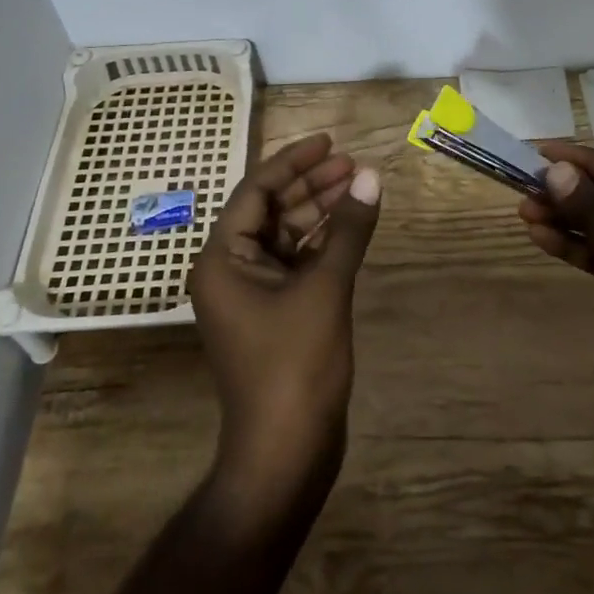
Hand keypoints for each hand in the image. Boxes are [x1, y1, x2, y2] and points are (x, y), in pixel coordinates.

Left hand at [189, 133, 382, 516]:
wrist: (286, 451)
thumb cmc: (295, 365)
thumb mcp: (325, 288)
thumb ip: (347, 229)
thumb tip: (371, 176)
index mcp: (223, 258)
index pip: (256, 190)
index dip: (294, 162)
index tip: (329, 142)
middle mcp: (231, 270)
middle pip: (272, 210)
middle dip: (312, 185)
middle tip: (354, 164)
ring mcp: (253, 293)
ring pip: (287, 236)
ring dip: (321, 212)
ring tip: (360, 186)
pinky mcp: (276, 313)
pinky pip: (298, 263)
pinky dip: (324, 244)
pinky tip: (353, 226)